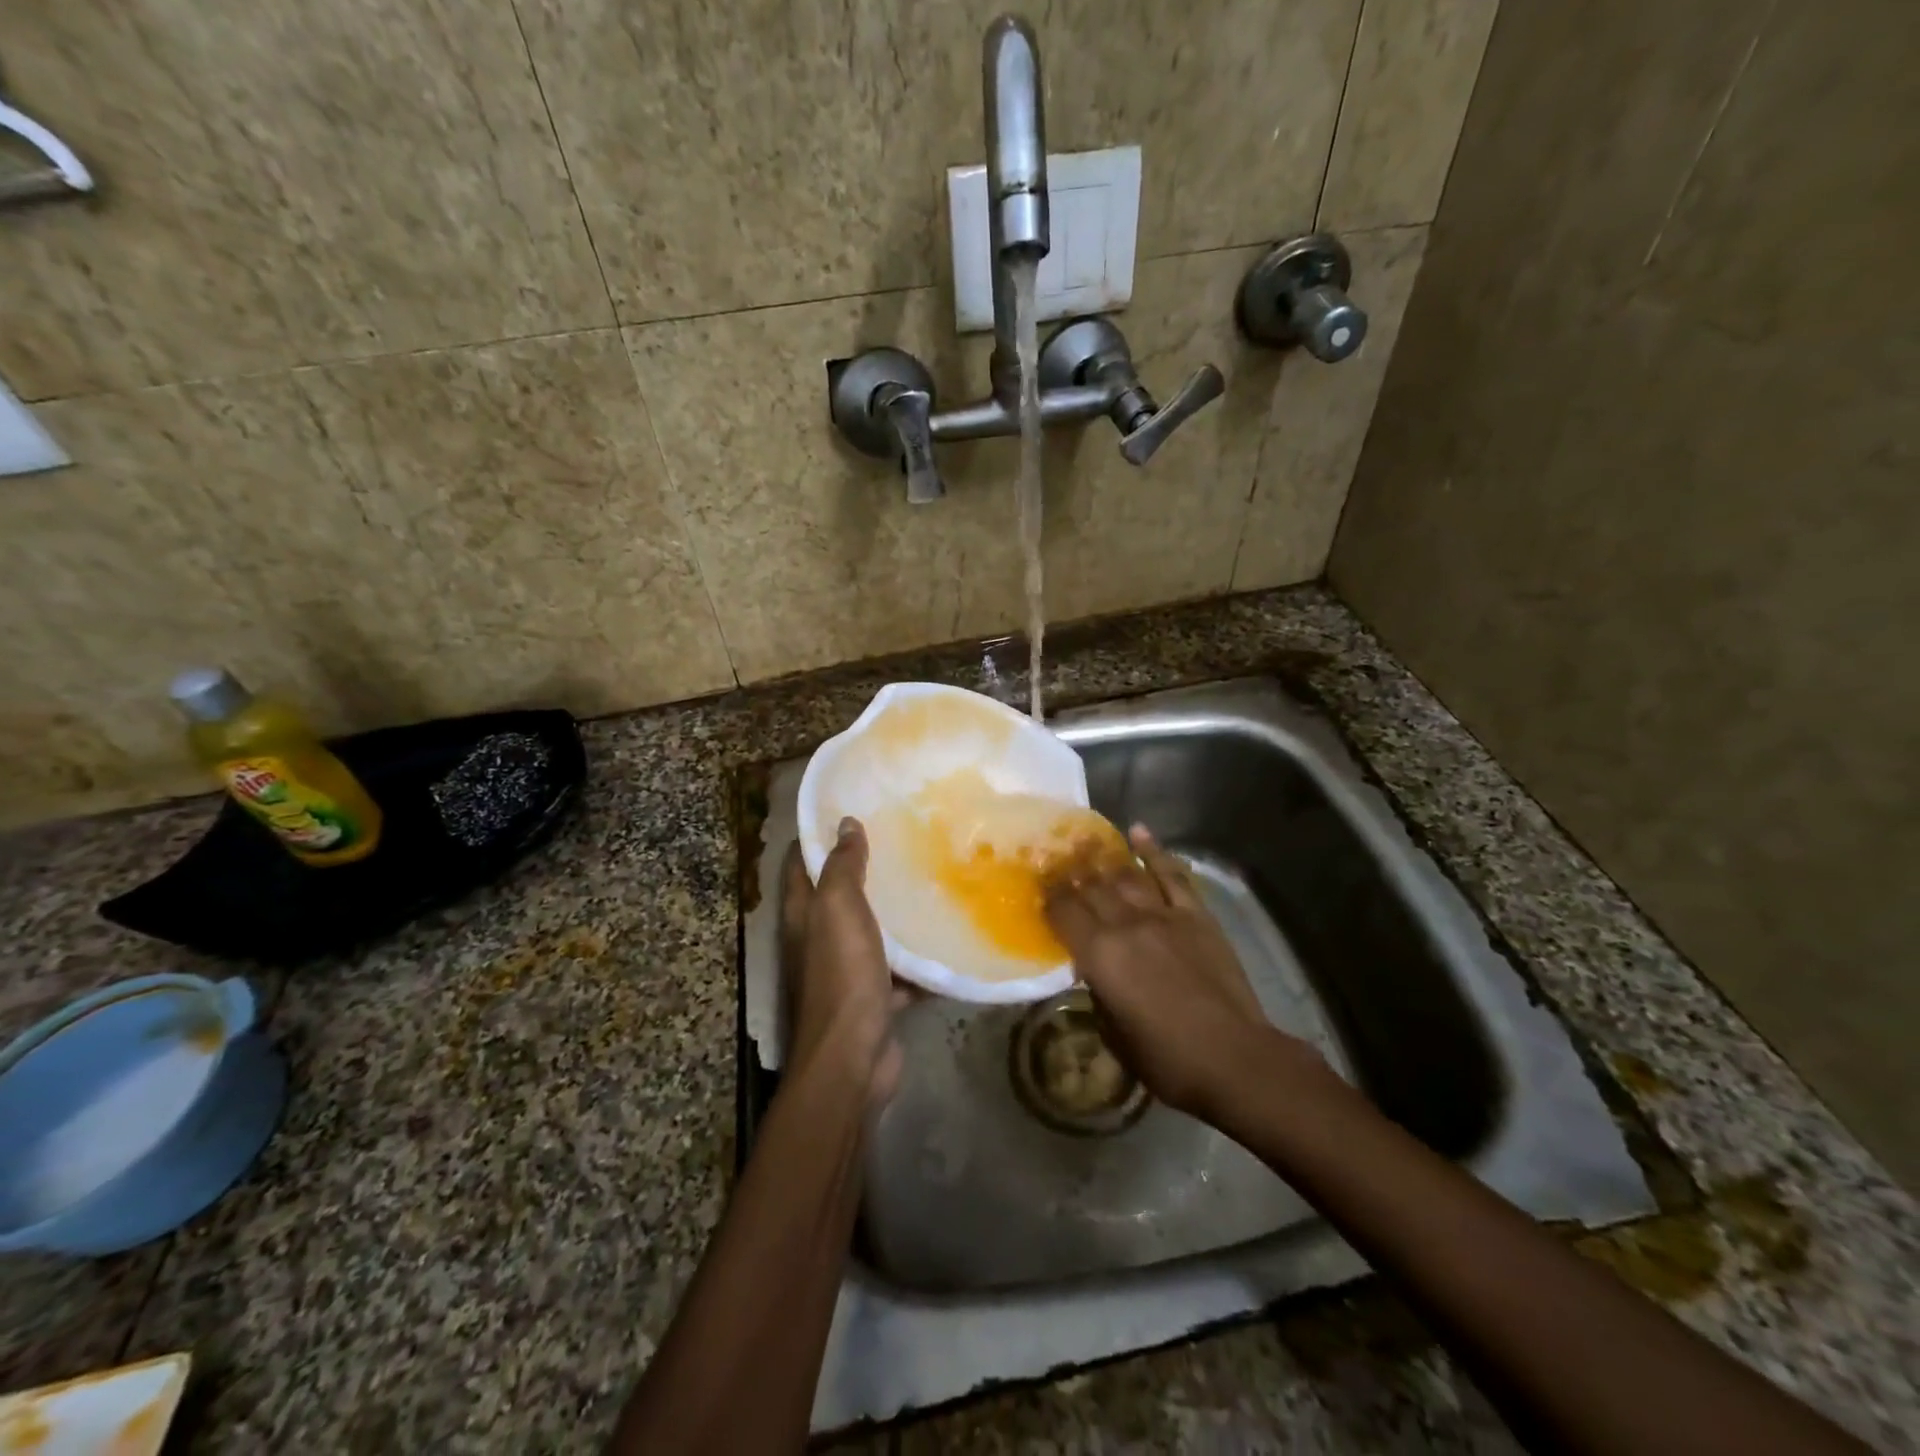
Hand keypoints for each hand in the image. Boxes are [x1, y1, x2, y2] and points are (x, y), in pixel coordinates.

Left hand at [781, 819, 902, 1105]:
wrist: (853, 1057)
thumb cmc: (841, 974)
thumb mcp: (838, 909)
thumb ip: (842, 866)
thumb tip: (845, 823)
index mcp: (802, 913)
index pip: (799, 862)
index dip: (818, 834)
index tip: (851, 809)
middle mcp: (818, 938)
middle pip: (838, 894)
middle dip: (865, 868)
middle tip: (901, 838)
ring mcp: (846, 969)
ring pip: (871, 930)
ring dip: (893, 912)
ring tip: (928, 877)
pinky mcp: (874, 996)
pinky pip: (897, 968)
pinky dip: (916, 957)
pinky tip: (945, 935)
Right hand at [1043, 825, 1323, 1118]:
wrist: (1234, 1058)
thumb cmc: (1166, 1059)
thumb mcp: (1113, 1032)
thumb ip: (1098, 991)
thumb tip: (1094, 971)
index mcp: (1099, 954)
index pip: (1063, 912)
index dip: (1048, 898)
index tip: (1039, 889)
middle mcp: (1126, 924)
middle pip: (1090, 887)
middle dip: (1068, 871)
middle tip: (1054, 858)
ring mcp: (1163, 914)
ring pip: (1125, 875)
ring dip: (1102, 856)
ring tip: (1084, 840)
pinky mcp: (1196, 915)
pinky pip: (1172, 875)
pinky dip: (1154, 851)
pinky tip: (1137, 831)